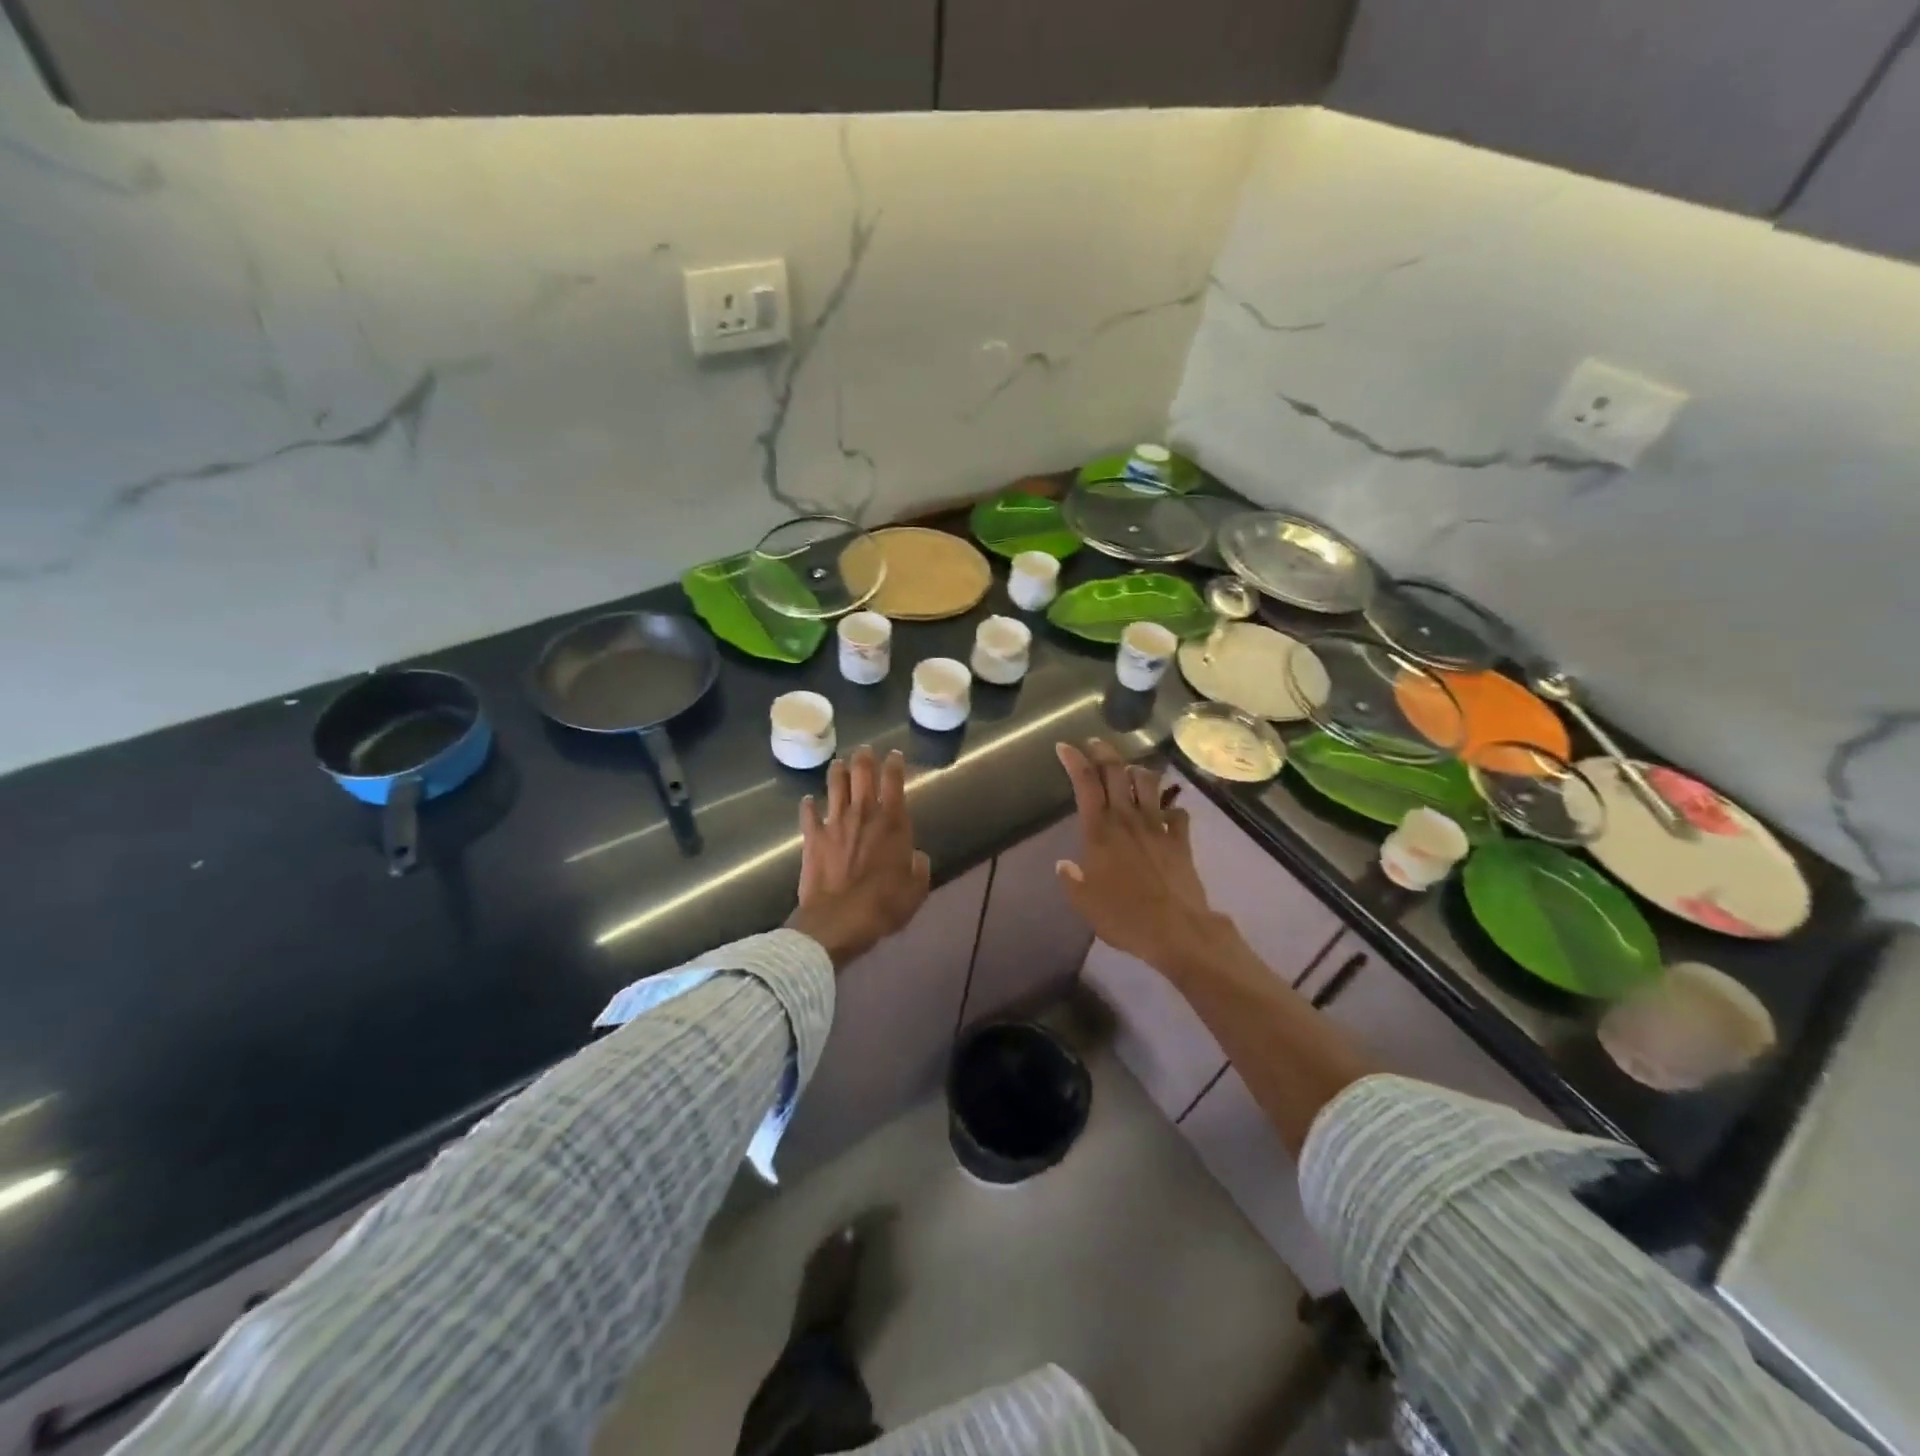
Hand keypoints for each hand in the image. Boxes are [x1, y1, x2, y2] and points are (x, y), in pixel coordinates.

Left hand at [786, 746, 930, 969]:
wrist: (839, 919)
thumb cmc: (884, 905)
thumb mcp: (916, 889)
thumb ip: (918, 868)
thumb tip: (915, 856)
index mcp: (892, 823)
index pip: (894, 782)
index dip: (894, 765)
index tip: (894, 754)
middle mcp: (863, 814)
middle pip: (862, 775)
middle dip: (864, 759)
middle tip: (865, 750)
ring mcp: (835, 823)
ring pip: (835, 787)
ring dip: (837, 772)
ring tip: (838, 763)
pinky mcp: (812, 838)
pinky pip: (808, 815)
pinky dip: (808, 805)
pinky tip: (807, 799)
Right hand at [1054, 740, 1231, 976]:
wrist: (1176, 930)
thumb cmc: (1123, 916)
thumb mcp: (1084, 902)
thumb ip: (1072, 880)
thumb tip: (1065, 865)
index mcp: (1099, 831)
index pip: (1085, 784)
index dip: (1074, 761)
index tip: (1064, 747)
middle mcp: (1128, 819)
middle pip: (1116, 772)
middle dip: (1104, 752)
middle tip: (1095, 744)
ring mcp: (1158, 826)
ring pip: (1148, 783)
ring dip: (1137, 771)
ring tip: (1129, 771)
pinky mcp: (1181, 839)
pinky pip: (1177, 812)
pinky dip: (1170, 807)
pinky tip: (1166, 811)